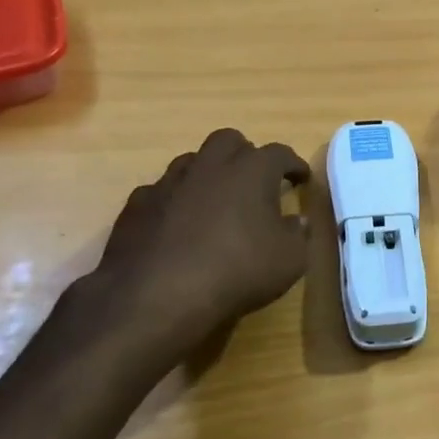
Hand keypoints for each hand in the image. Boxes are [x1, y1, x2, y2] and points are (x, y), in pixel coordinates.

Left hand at [61, 129, 312, 362]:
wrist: (156, 296)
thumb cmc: (236, 271)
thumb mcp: (288, 260)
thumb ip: (297, 235)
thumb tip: (297, 221)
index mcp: (252, 170)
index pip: (280, 154)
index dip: (293, 165)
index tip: (301, 178)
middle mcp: (210, 165)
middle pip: (229, 141)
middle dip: (244, 154)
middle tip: (254, 180)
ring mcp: (169, 182)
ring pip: (192, 161)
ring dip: (207, 174)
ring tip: (215, 200)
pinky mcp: (137, 205)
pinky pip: (161, 191)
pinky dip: (174, 201)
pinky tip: (176, 224)